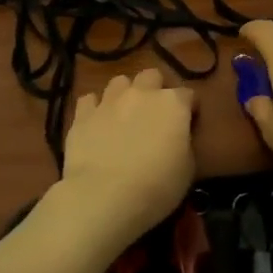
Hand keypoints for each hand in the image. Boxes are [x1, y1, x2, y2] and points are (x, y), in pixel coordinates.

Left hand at [62, 68, 197, 239]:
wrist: (105, 196)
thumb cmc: (156, 186)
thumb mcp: (187, 169)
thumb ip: (183, 143)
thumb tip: (176, 137)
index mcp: (173, 104)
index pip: (188, 95)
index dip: (189, 108)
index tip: (189, 123)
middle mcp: (142, 93)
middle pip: (151, 76)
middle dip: (155, 89)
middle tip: (154, 113)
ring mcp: (109, 101)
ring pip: (119, 82)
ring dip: (124, 94)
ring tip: (123, 114)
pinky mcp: (82, 115)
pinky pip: (89, 100)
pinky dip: (94, 108)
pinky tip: (96, 123)